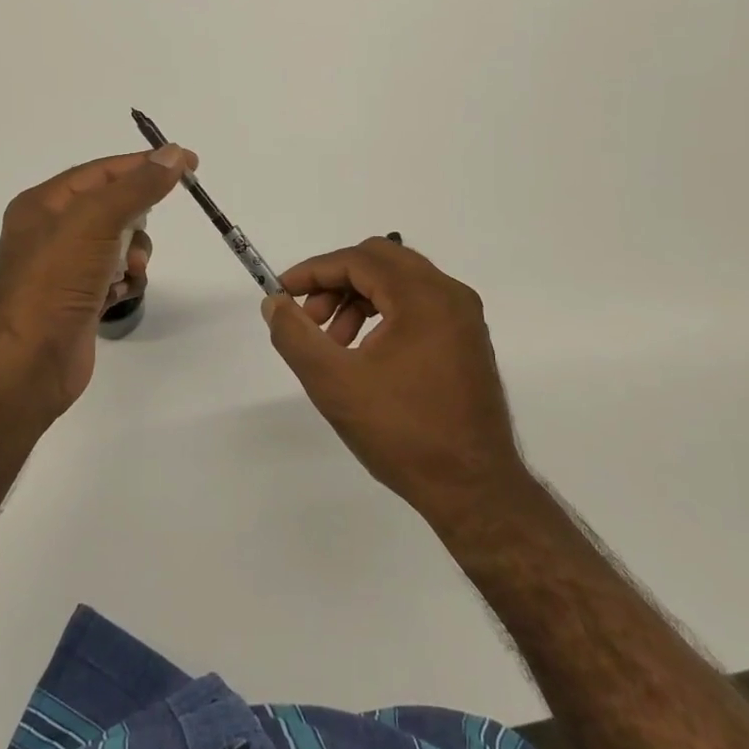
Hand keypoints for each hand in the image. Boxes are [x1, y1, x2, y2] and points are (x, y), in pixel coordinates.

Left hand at [0, 145, 196, 413]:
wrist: (29, 363)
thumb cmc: (56, 282)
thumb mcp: (95, 221)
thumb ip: (136, 186)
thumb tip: (172, 154)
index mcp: (43, 204)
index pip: (102, 171)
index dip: (144, 165)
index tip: (189, 164)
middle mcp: (50, 232)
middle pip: (113, 207)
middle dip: (136, 221)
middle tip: (141, 236)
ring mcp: (64, 269)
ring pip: (119, 244)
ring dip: (134, 256)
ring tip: (129, 273)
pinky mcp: (78, 300)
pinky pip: (116, 276)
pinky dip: (125, 282)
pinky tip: (118, 296)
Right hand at [261, 237, 526, 521]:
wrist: (473, 489)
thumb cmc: (402, 433)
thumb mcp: (334, 383)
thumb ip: (296, 336)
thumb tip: (274, 303)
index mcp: (423, 296)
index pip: (358, 259)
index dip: (313, 271)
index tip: (281, 293)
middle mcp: (449, 294)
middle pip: (380, 260)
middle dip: (335, 281)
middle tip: (308, 318)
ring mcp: (463, 317)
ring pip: (398, 282)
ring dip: (357, 299)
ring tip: (332, 343)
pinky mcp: (466, 339)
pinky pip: (416, 304)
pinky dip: (382, 313)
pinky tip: (362, 352)